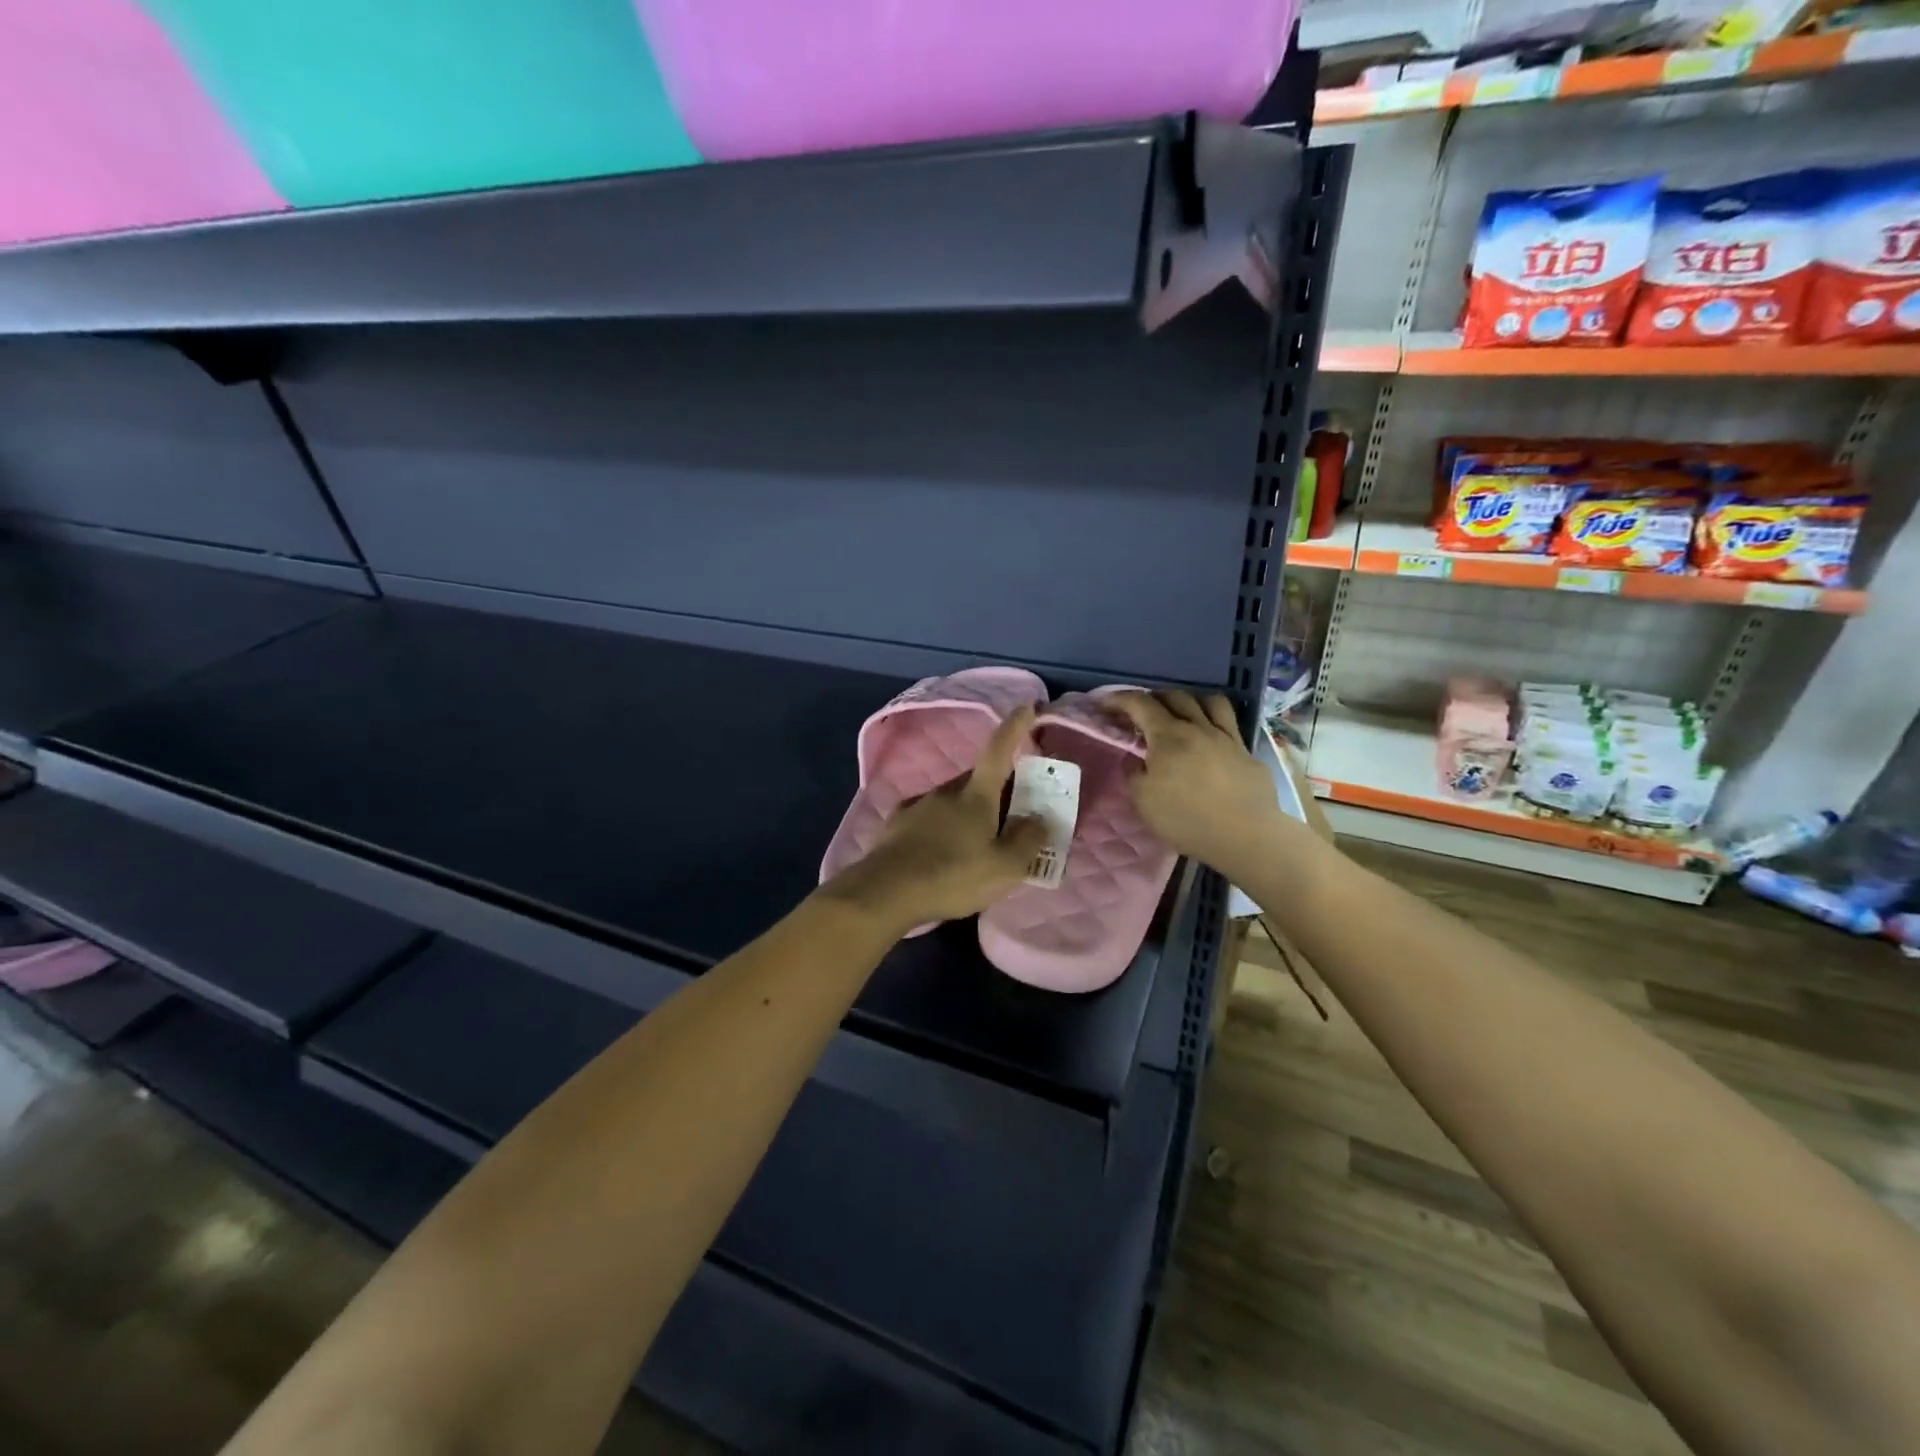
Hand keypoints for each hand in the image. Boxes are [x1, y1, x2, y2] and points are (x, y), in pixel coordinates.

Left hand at [820, 708, 1048, 937]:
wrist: (884, 892)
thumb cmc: (952, 876)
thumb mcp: (1004, 868)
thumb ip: (1027, 841)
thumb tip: (1039, 819)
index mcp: (975, 795)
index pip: (999, 750)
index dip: (1015, 727)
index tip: (1027, 706)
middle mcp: (945, 791)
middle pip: (977, 779)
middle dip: (995, 787)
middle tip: (1010, 811)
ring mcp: (917, 805)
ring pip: (951, 799)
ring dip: (967, 811)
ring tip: (976, 842)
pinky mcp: (895, 824)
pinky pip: (928, 817)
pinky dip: (941, 826)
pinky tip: (940, 850)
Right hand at [1108, 691, 1290, 876]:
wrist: (1245, 835)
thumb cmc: (1186, 819)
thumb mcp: (1143, 801)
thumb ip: (1134, 774)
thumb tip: (1136, 760)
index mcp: (1168, 736)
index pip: (1140, 704)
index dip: (1119, 699)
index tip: (1105, 704)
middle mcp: (1198, 727)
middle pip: (1174, 696)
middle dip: (1153, 698)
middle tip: (1141, 712)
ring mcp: (1226, 737)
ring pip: (1208, 701)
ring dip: (1189, 701)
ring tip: (1180, 713)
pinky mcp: (1246, 751)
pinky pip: (1229, 722)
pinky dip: (1214, 720)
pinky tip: (1209, 737)